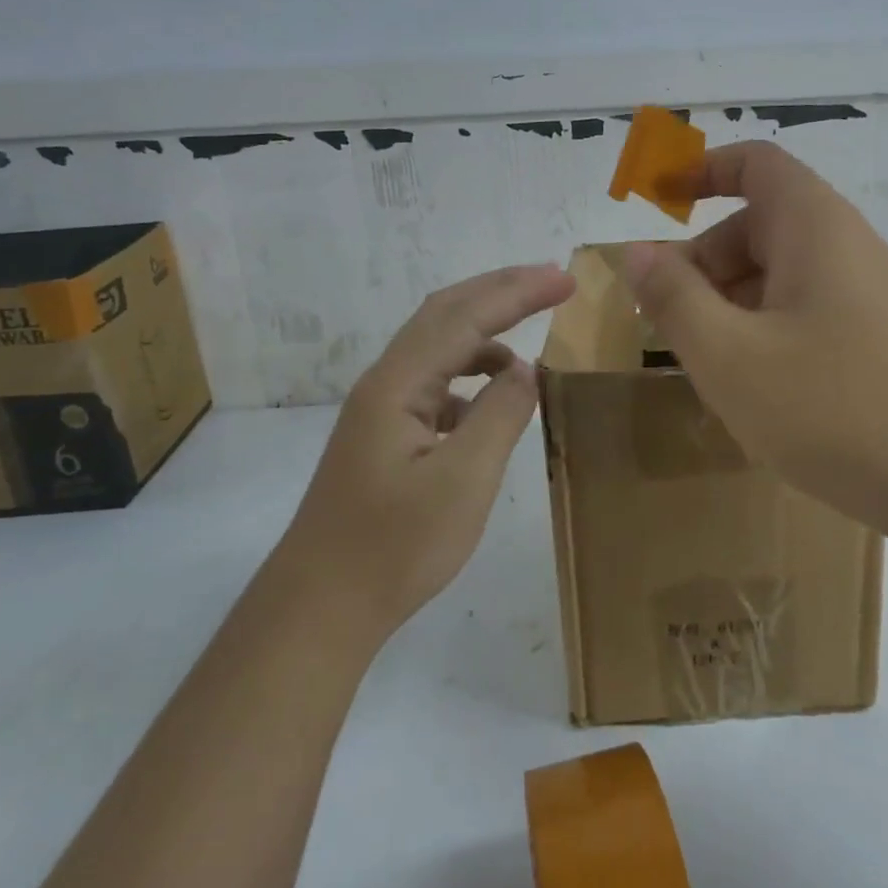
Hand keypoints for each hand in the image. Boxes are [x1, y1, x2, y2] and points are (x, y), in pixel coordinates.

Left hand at [289, 265, 574, 632]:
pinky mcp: (386, 435)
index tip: (566, 280)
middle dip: (501, 291)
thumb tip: (525, 370)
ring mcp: (382, 409)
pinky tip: (493, 397)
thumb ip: (500, 415)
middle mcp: (386, 383)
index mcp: (399, 385)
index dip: (518, 292)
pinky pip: (436, 383)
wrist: (321, 607)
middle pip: (446, 315)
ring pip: (438, 348)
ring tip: (531, 336)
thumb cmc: (394, 546)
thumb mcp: (463, 480)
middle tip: (553, 282)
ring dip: (486, 332)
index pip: (465, 317)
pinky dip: (471, 374)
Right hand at [622, 143, 887, 543]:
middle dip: (703, 264)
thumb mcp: (729, 355)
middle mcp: (846, 247)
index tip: (658, 206)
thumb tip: (636, 251)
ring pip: (780, 278)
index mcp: (812, 226)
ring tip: (705, 367)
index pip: (754, 164)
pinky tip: (755, 391)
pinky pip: (806, 315)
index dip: (701, 173)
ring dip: (731, 307)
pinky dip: (766, 334)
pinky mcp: (881, 340)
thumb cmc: (834, 407)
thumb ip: (673, 298)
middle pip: (759, 227)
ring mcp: (869, 296)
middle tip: (665, 323)